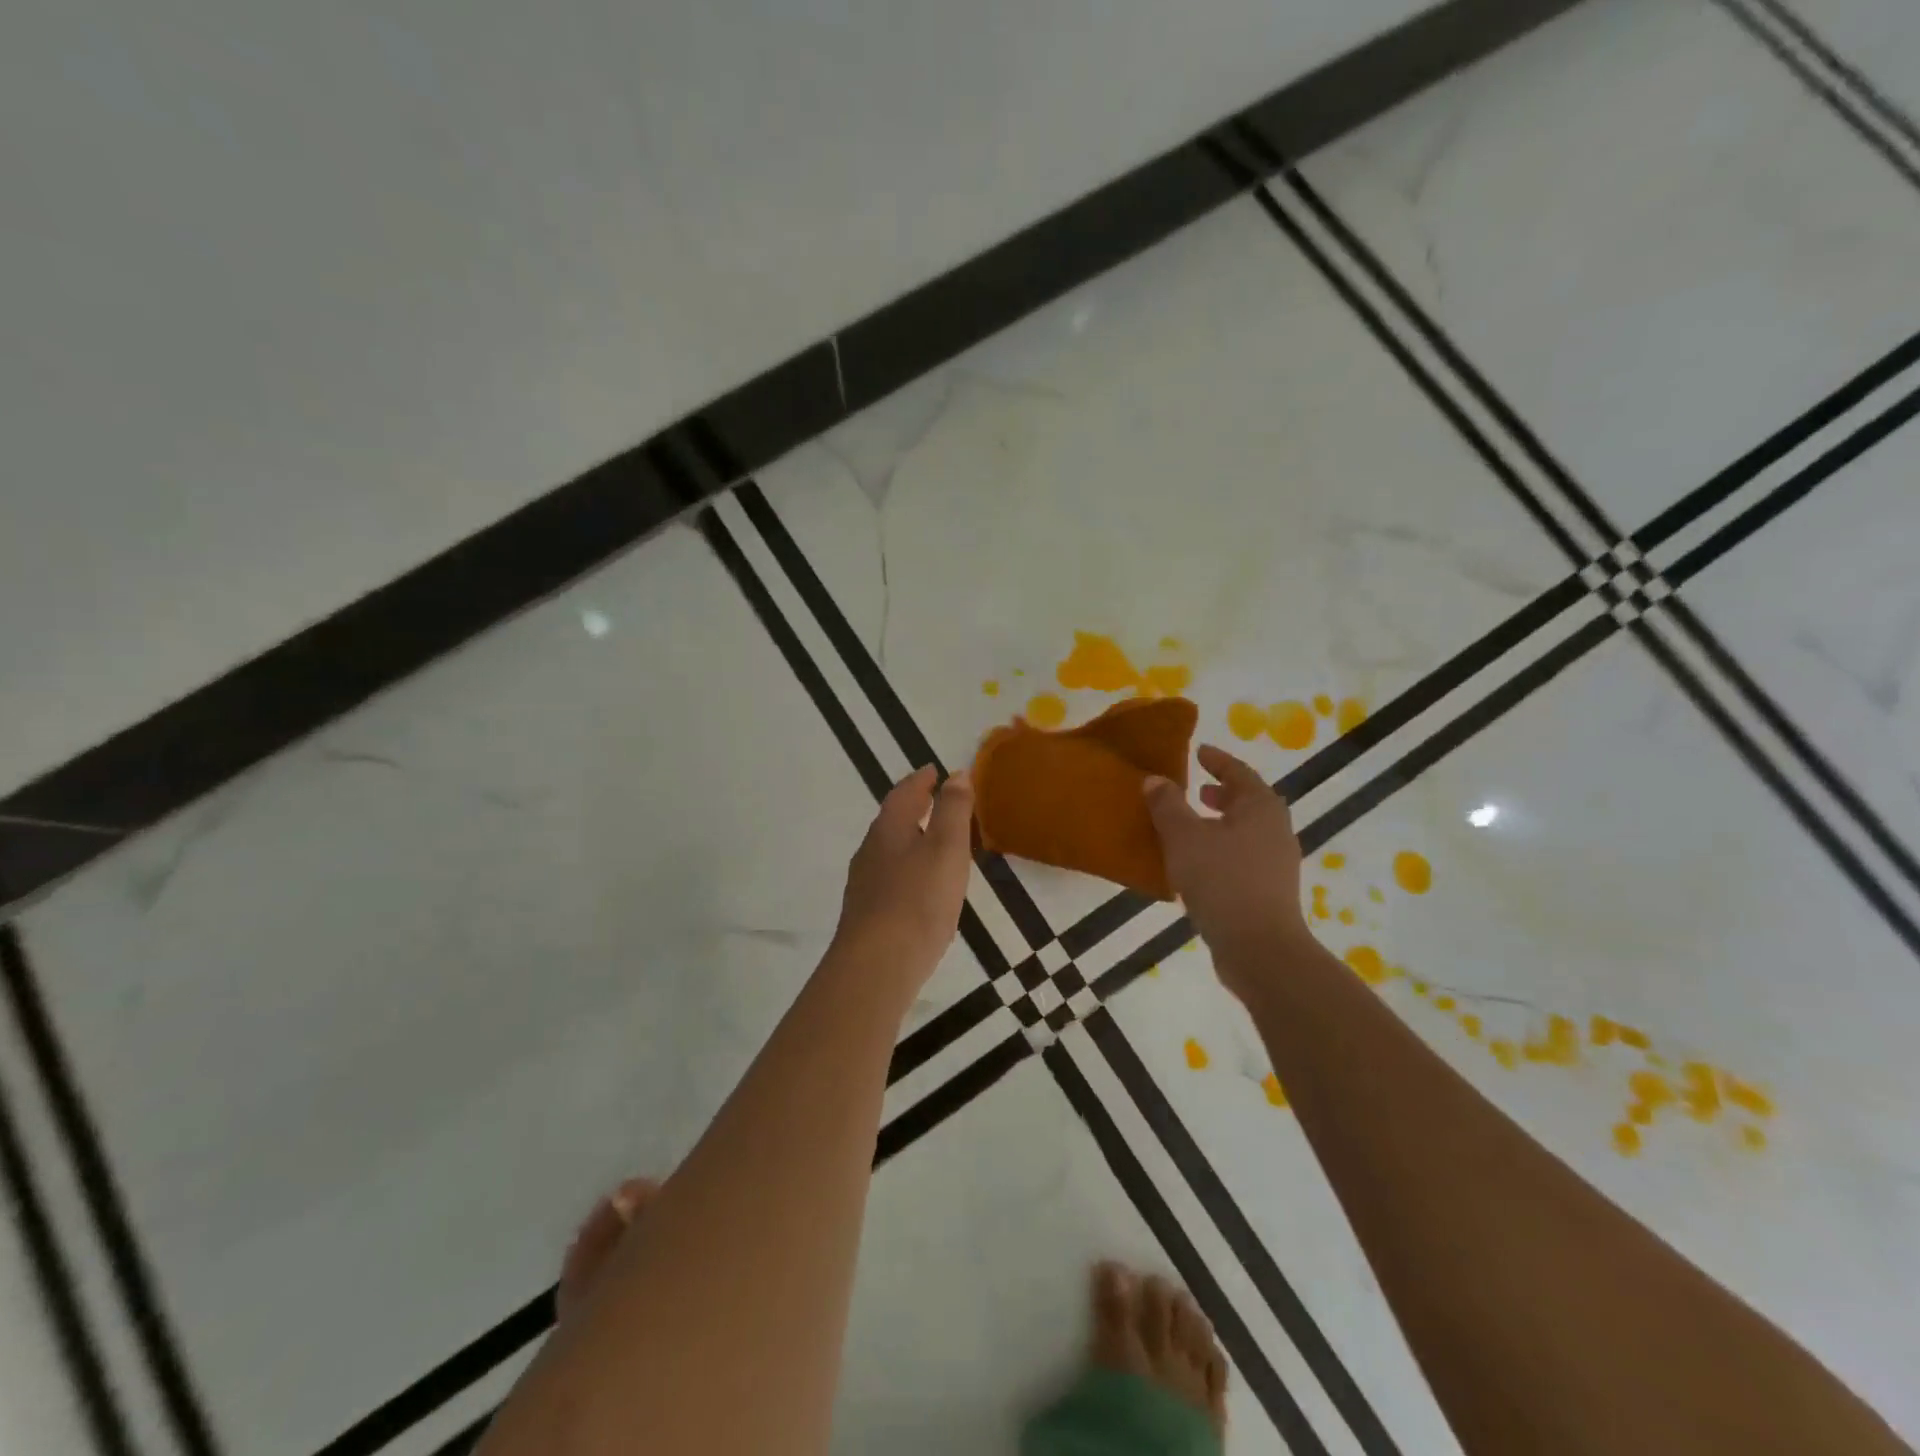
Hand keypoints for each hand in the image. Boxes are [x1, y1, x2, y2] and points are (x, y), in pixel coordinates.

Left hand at [833, 766, 973, 990]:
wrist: (877, 966)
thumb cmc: (917, 901)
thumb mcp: (946, 848)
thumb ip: (953, 810)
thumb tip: (956, 775)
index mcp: (889, 830)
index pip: (904, 793)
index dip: (921, 780)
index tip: (935, 771)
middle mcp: (871, 851)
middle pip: (892, 820)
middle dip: (914, 807)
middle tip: (936, 799)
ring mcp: (865, 884)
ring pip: (890, 850)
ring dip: (911, 838)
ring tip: (936, 842)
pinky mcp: (867, 914)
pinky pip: (890, 877)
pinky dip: (908, 868)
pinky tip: (921, 887)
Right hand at [1143, 745, 1309, 996]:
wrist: (1260, 948)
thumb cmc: (1222, 881)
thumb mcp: (1184, 837)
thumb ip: (1167, 805)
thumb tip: (1155, 779)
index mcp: (1260, 807)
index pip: (1238, 772)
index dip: (1217, 760)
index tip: (1199, 751)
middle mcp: (1275, 829)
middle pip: (1247, 801)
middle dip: (1221, 792)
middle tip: (1195, 787)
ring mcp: (1277, 863)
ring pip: (1246, 831)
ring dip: (1220, 822)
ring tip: (1191, 825)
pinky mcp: (1270, 891)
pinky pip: (1243, 856)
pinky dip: (1222, 848)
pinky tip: (1197, 863)